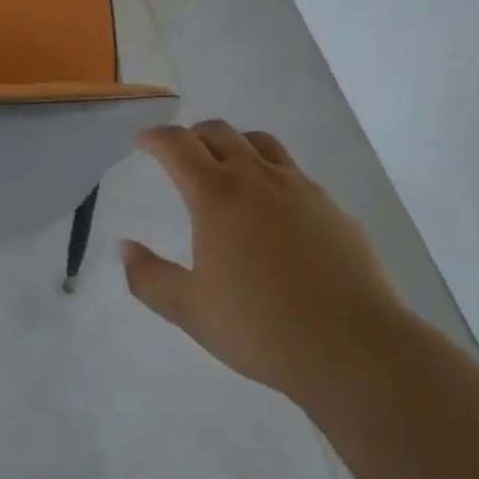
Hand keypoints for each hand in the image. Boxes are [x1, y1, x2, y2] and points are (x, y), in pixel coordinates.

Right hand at [123, 121, 405, 410]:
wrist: (353, 347)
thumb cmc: (263, 329)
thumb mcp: (192, 312)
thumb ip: (150, 278)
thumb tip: (125, 248)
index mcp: (217, 195)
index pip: (177, 145)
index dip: (155, 137)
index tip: (144, 141)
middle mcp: (256, 177)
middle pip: (218, 132)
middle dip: (193, 136)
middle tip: (181, 154)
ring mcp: (298, 186)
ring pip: (259, 142)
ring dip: (234, 143)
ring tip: (227, 166)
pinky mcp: (329, 204)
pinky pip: (293, 171)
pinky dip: (271, 172)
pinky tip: (275, 207)